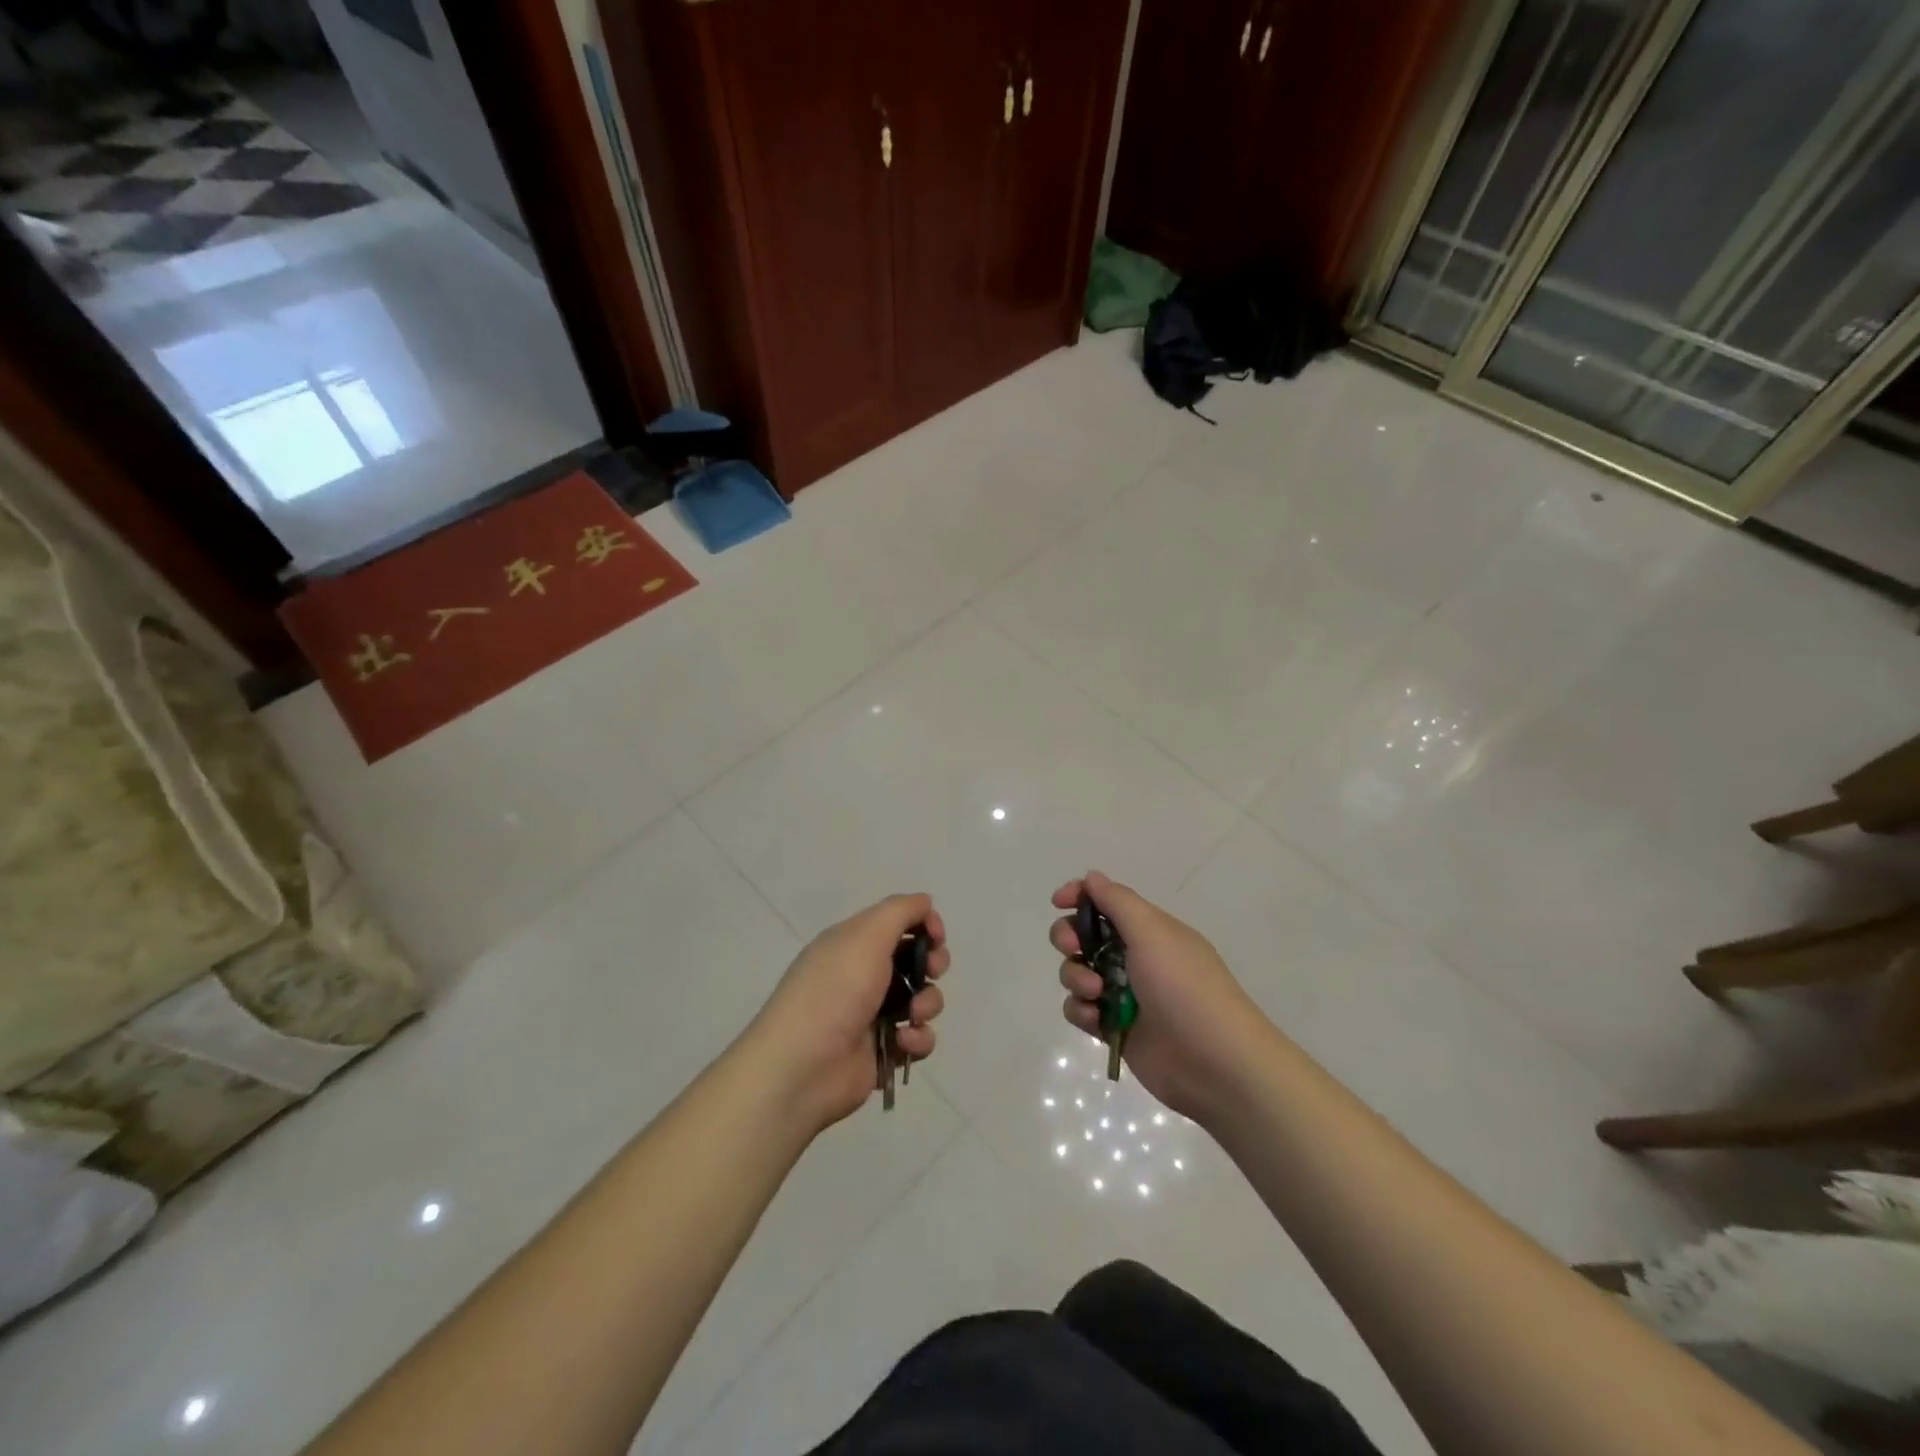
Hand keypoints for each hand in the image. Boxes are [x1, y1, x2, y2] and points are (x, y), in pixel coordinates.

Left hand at [748, 894, 948, 1131]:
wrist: (801, 1068)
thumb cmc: (834, 991)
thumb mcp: (865, 936)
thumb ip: (900, 911)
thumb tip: (925, 902)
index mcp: (854, 944)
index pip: (899, 923)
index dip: (924, 925)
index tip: (936, 936)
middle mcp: (864, 975)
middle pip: (916, 959)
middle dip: (933, 963)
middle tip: (930, 971)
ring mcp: (874, 1015)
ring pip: (923, 999)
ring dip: (928, 1003)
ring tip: (912, 1015)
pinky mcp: (884, 1052)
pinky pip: (918, 1038)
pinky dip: (918, 1039)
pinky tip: (903, 1042)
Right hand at [1052, 872, 1269, 1123]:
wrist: (1215, 1063)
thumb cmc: (1184, 987)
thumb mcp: (1153, 933)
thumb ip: (1118, 902)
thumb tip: (1091, 876)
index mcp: (1149, 930)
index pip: (1107, 902)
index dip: (1080, 897)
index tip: (1058, 902)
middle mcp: (1135, 957)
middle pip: (1084, 935)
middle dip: (1069, 937)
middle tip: (1072, 946)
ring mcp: (1123, 994)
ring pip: (1078, 972)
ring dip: (1076, 976)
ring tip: (1094, 992)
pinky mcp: (1114, 1028)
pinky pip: (1081, 1010)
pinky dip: (1081, 1011)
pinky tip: (1096, 1020)